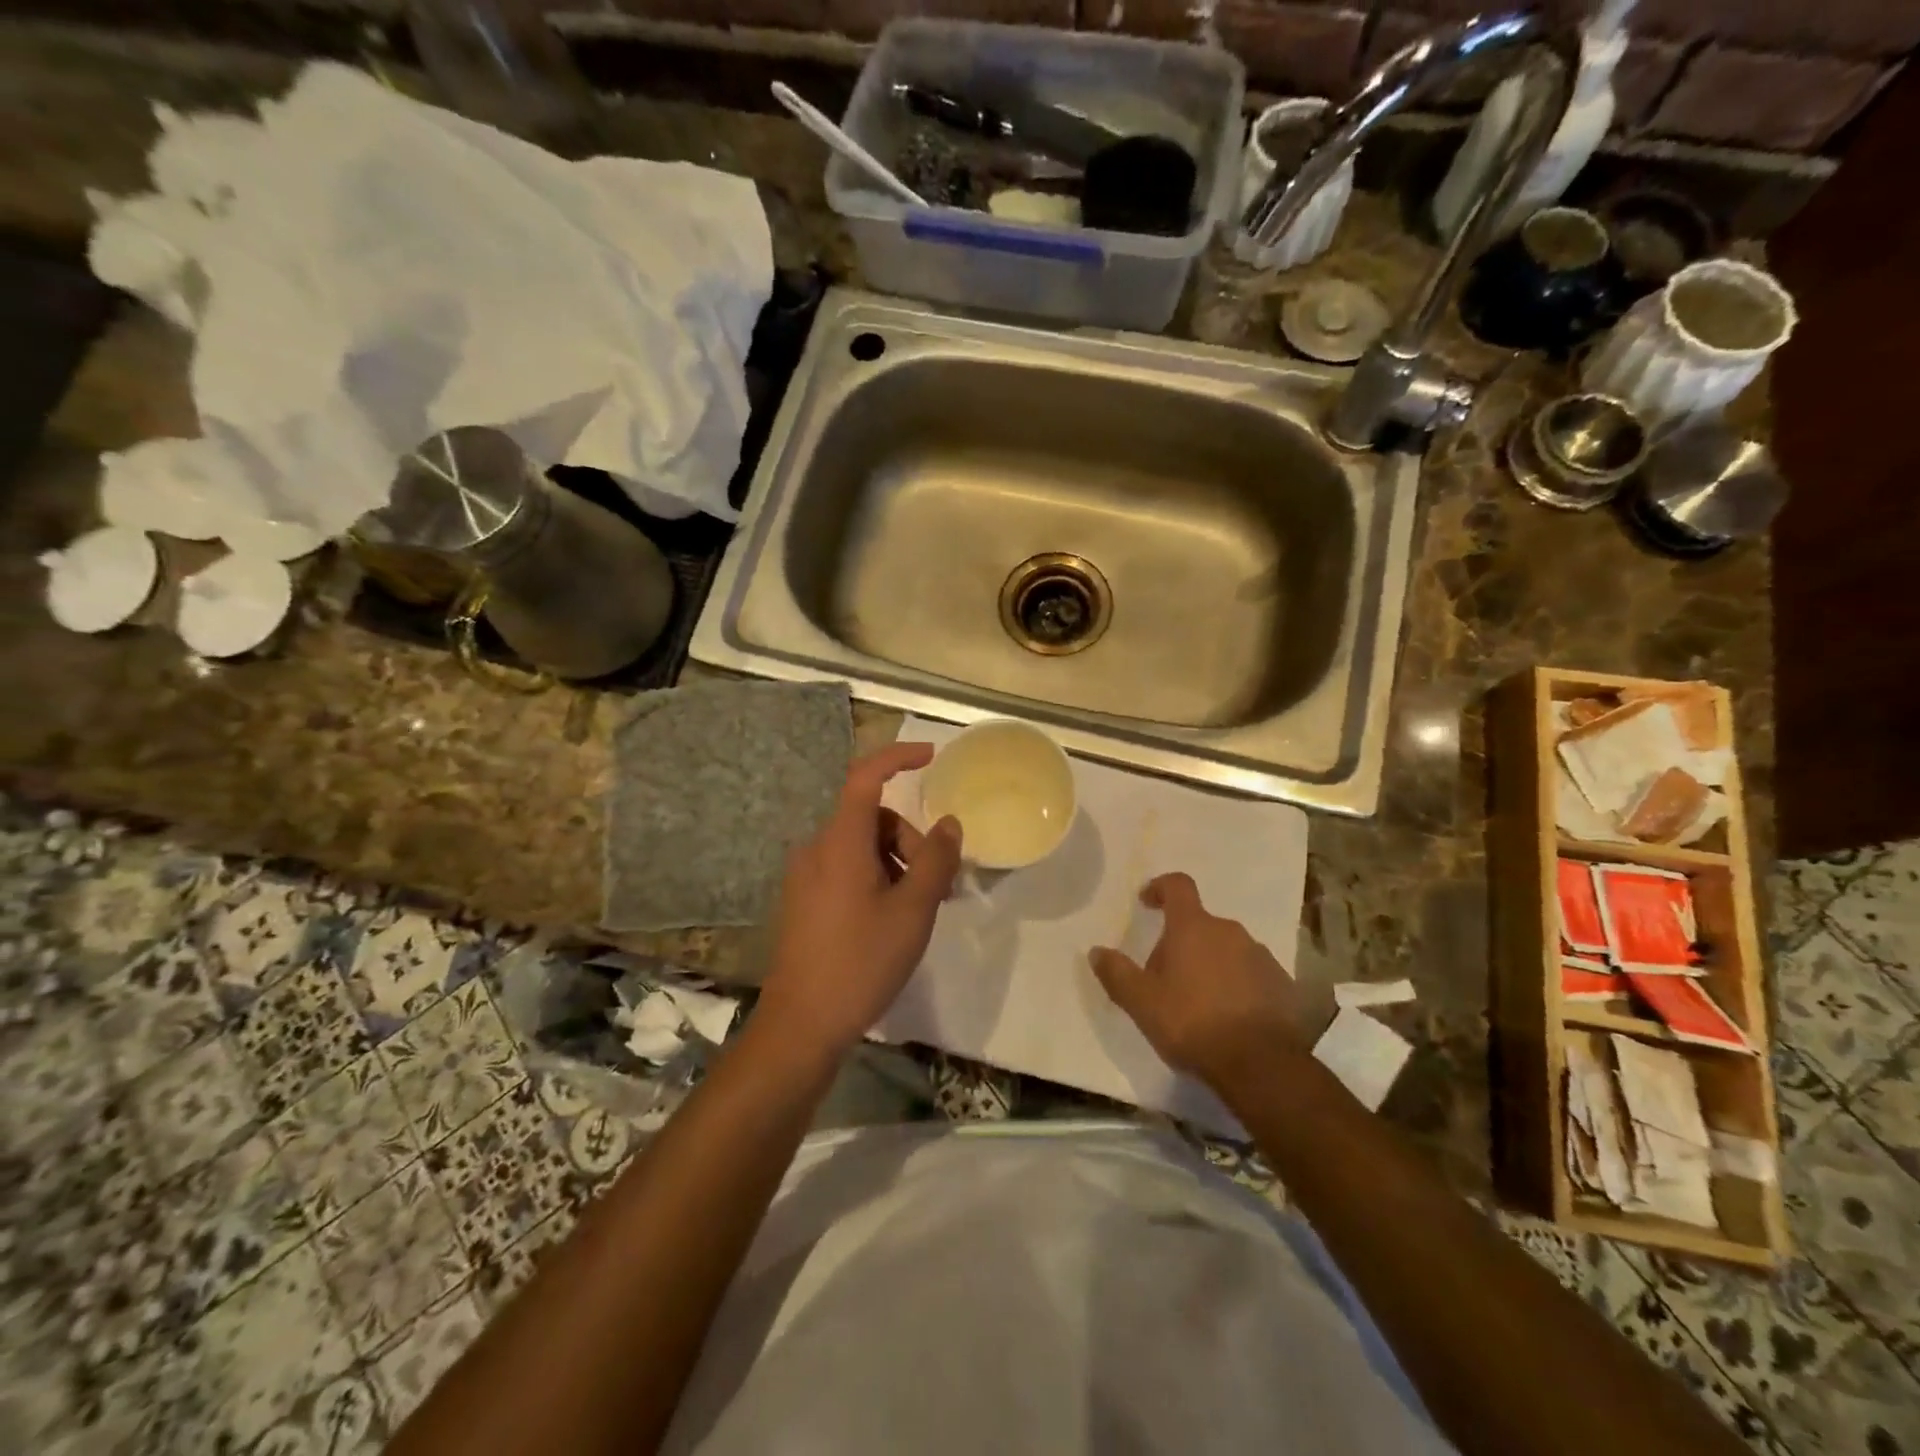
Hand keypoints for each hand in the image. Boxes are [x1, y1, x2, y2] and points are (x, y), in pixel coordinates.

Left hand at [757, 743, 962, 1059]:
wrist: (801, 1024)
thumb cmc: (861, 961)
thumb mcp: (913, 910)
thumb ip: (936, 860)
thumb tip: (949, 824)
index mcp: (840, 841)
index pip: (866, 777)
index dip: (898, 757)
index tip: (931, 757)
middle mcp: (817, 849)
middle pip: (872, 818)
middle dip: (910, 839)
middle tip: (937, 884)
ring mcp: (806, 876)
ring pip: (862, 846)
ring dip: (897, 863)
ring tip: (918, 909)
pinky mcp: (804, 900)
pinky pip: (847, 869)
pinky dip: (877, 878)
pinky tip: (891, 919)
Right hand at [1089, 872, 1305, 1090]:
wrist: (1261, 1065)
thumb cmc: (1192, 1023)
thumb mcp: (1141, 1002)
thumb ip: (1116, 973)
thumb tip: (1097, 951)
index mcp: (1193, 927)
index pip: (1178, 886)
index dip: (1160, 888)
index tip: (1147, 902)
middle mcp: (1230, 931)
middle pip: (1200, 924)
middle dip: (1182, 942)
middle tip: (1165, 976)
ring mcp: (1260, 956)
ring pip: (1227, 949)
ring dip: (1211, 964)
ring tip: (1199, 1001)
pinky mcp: (1282, 984)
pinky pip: (1252, 973)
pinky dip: (1237, 985)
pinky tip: (1229, 1016)